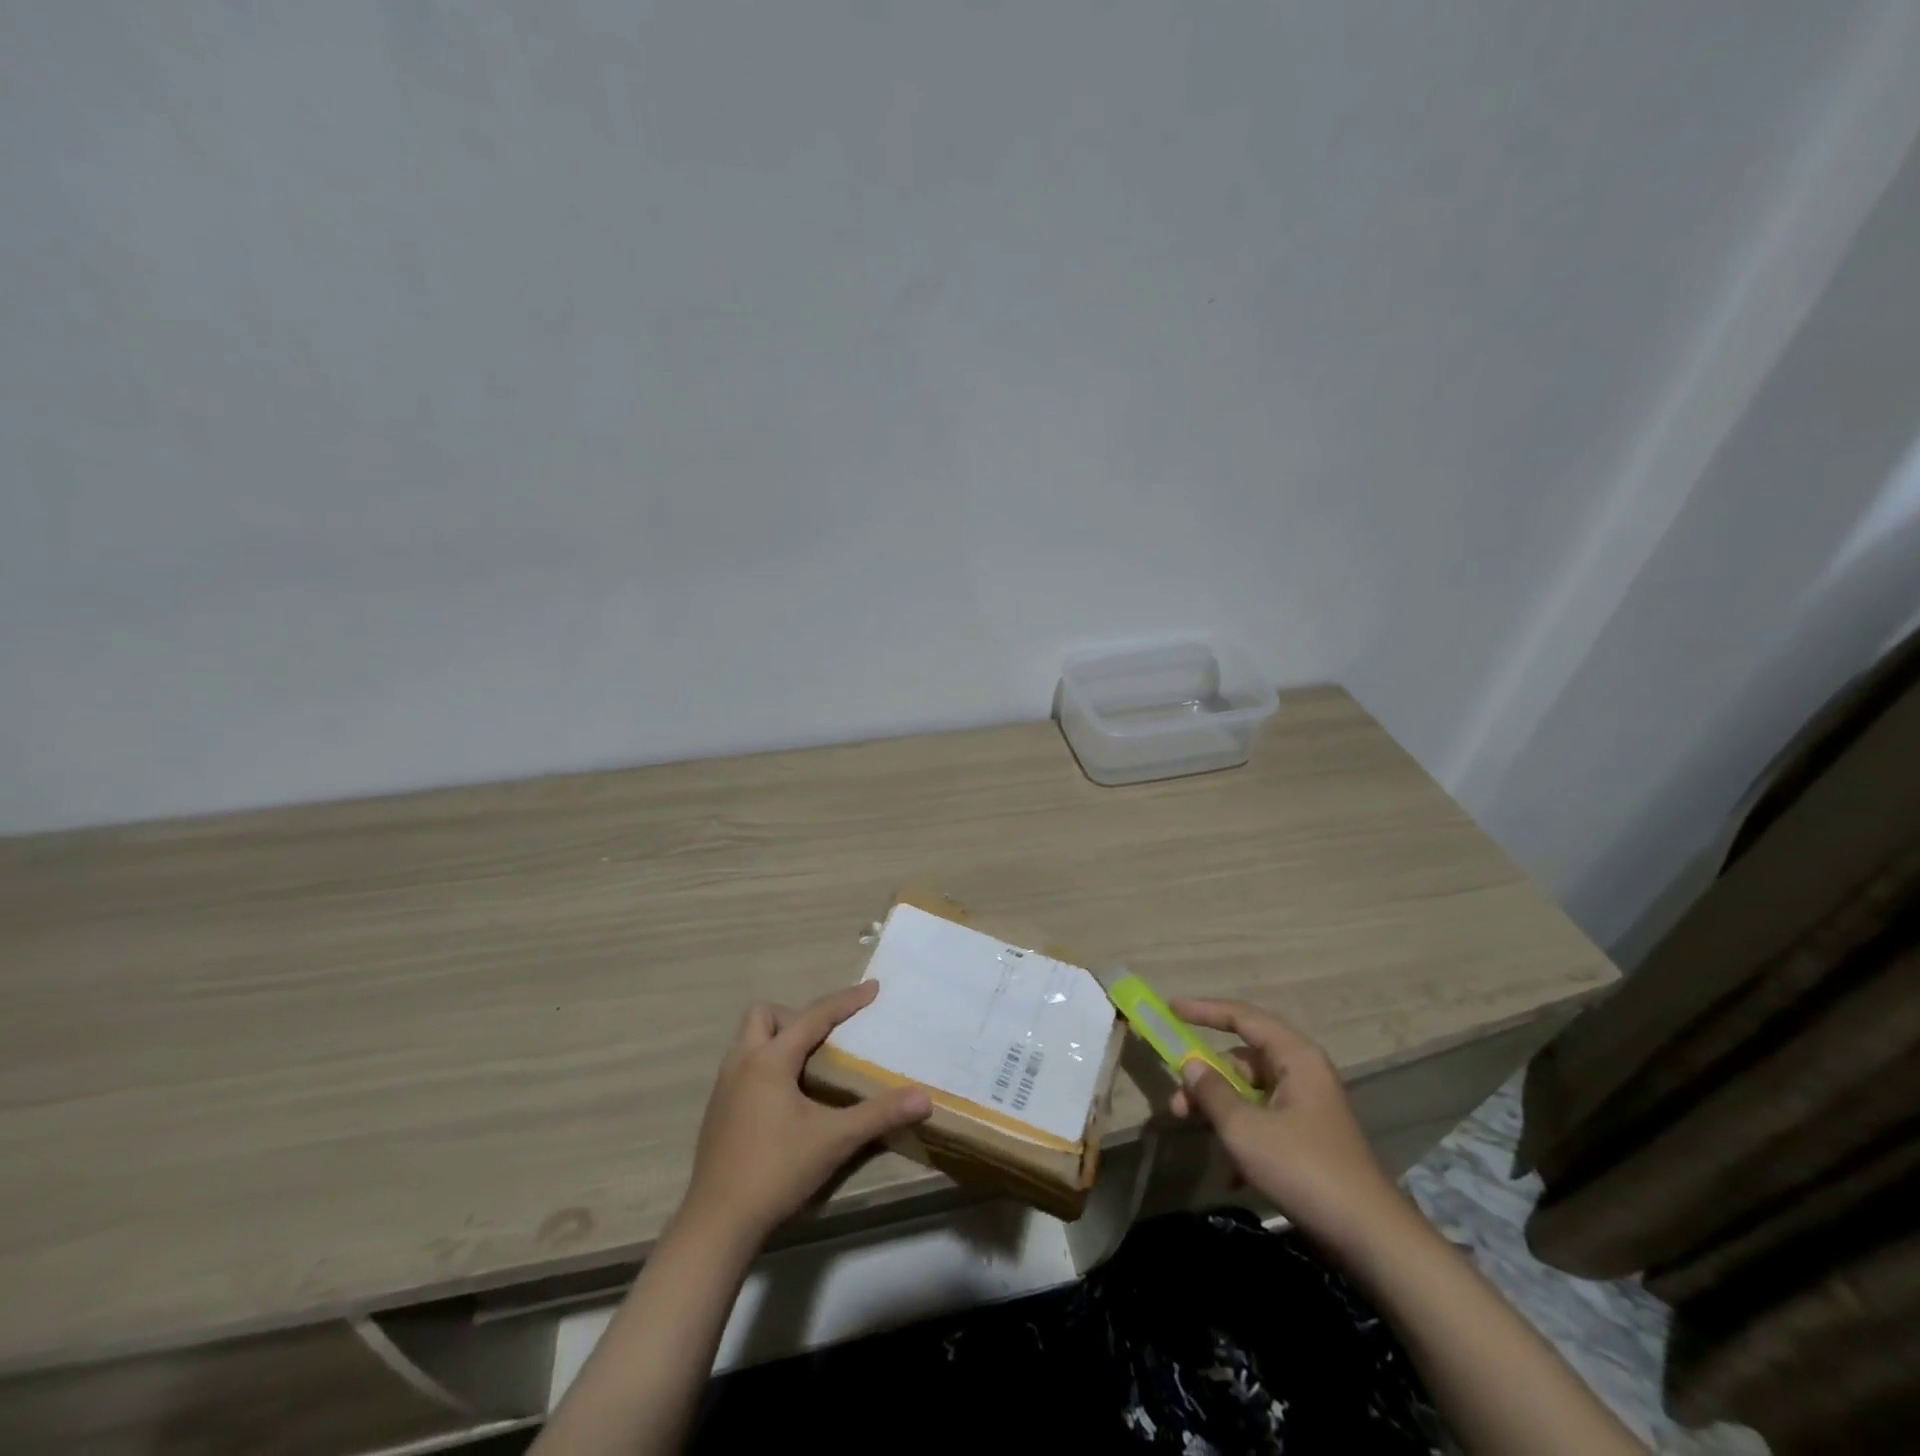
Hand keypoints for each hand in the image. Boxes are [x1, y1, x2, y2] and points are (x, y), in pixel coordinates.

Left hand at [678, 982, 931, 1246]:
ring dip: (777, 1039)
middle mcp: (742, 1063)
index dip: (846, 1001)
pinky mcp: (717, 1111)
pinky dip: (765, 1064)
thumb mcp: (835, 1139)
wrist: (718, 1223)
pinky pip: (742, 1065)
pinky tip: (785, 1099)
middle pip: (764, 1015)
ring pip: (748, 1039)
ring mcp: (724, 1087)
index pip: (813, 1016)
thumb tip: (924, 1098)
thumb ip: (880, 1114)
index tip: (873, 988)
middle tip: (823, 1040)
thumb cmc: (777, 1171)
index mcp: (770, 1061)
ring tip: (807, 1065)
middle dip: (795, 1016)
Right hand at [1168, 997, 1400, 1247]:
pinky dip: (1242, 1138)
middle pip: (1242, 1059)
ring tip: (1197, 1135)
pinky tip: (1230, 1174)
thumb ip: (1211, 1091)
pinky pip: (1264, 1121)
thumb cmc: (1304, 1168)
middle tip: (1177, 1103)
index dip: (1204, 1010)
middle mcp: (1302, 1072)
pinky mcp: (1308, 1138)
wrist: (1370, 1237)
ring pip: (1250, 1093)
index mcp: (1294, 1057)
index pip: (1242, 1017)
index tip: (1171, 1009)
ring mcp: (1307, 1106)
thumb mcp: (1245, 1128)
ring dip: (1221, 1112)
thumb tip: (1190, 1064)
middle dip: (1206, 1079)